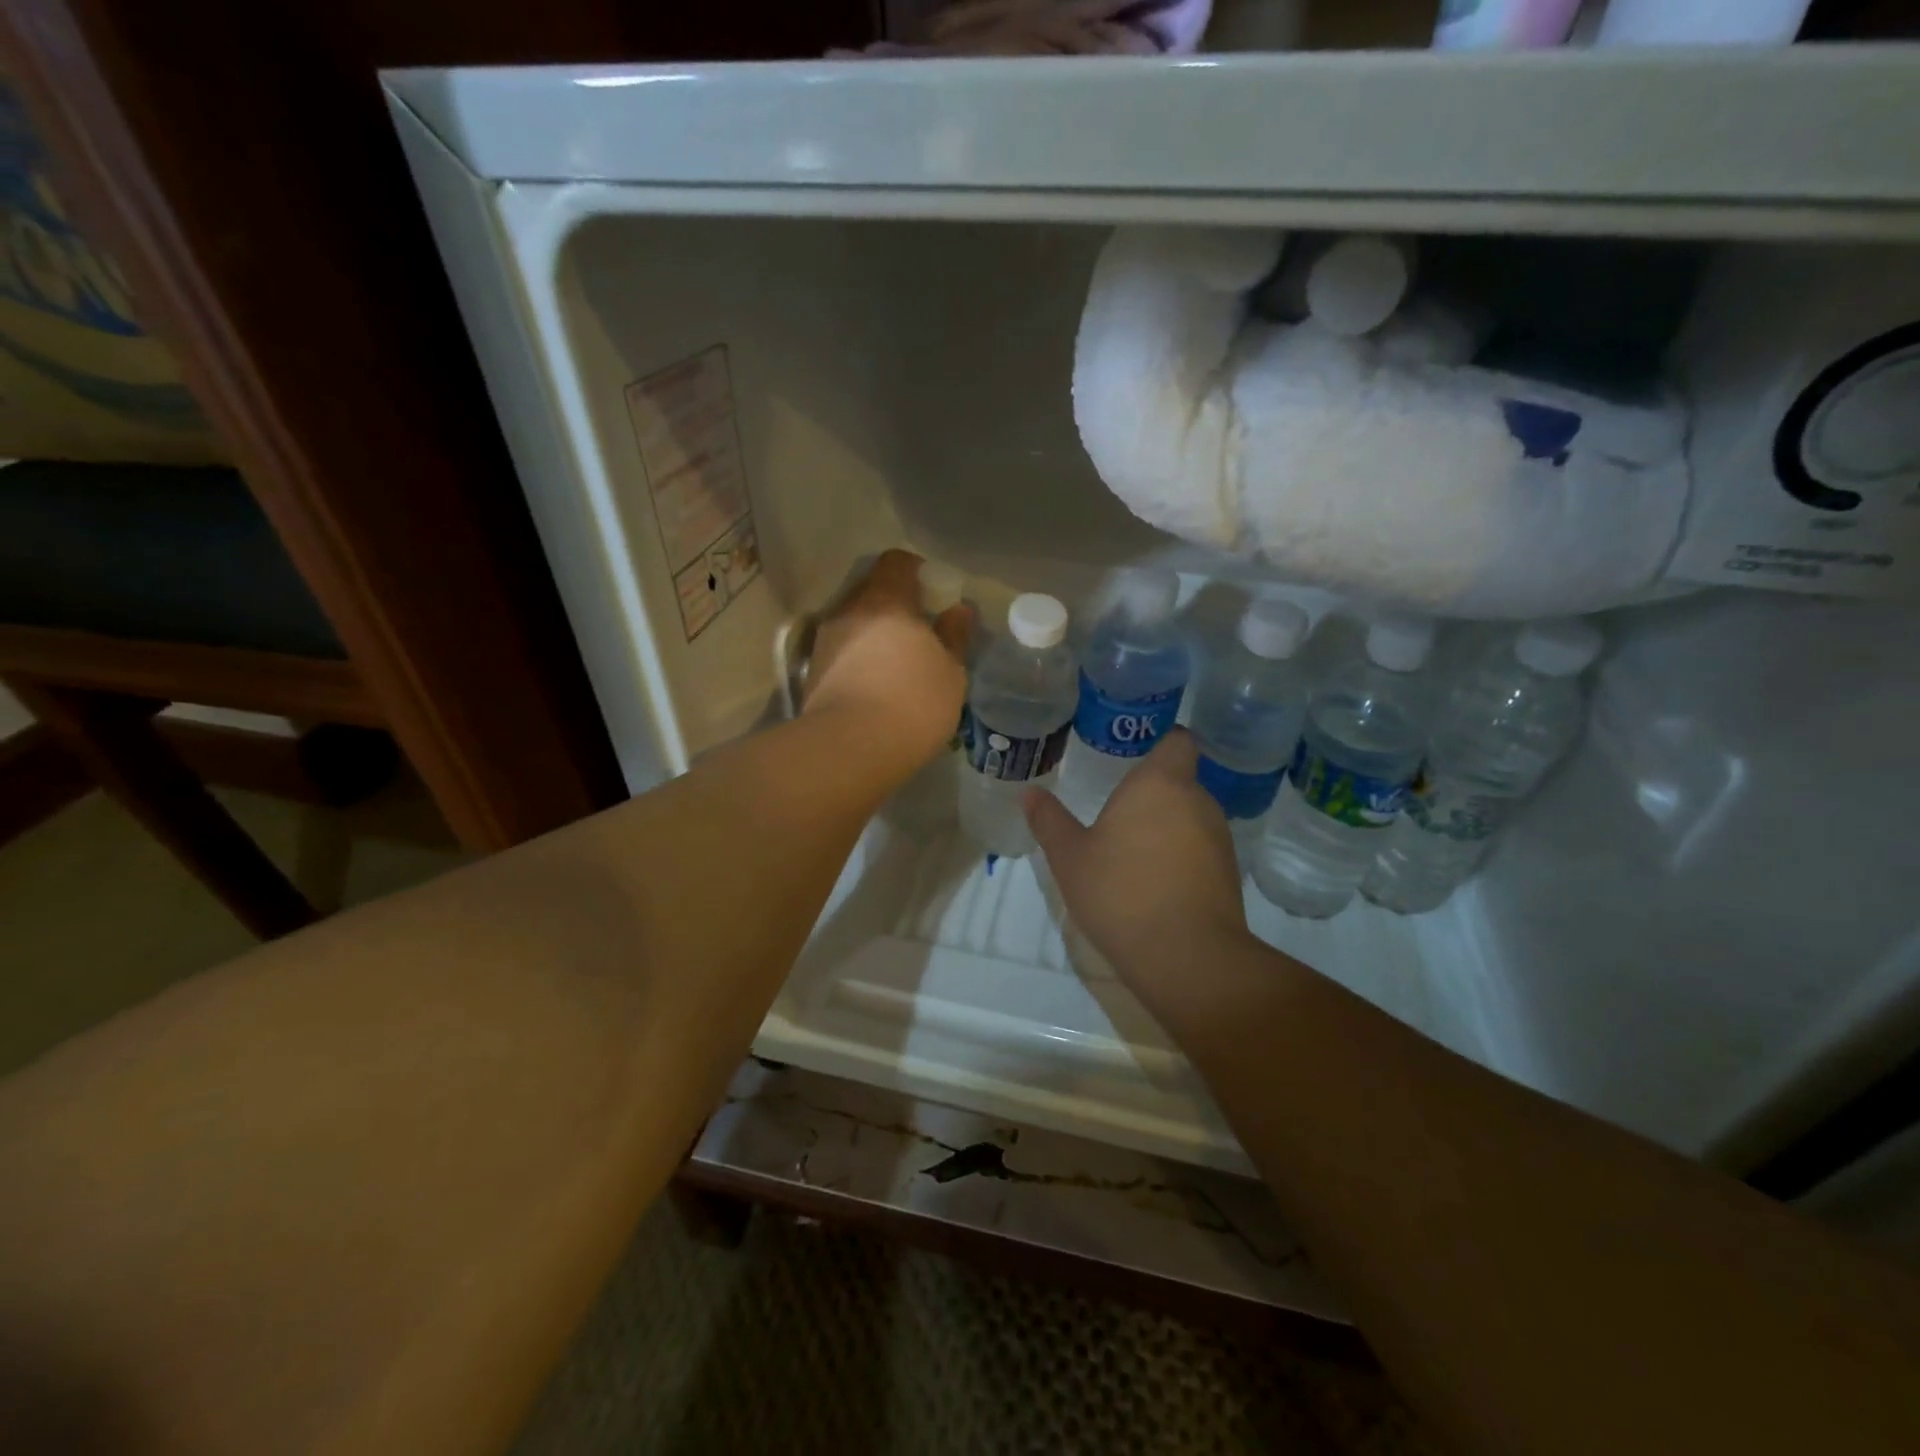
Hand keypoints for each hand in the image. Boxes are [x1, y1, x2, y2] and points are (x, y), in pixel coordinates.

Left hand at [804, 549, 970, 771]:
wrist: (850, 748)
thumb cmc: (914, 701)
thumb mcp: (951, 671)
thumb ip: (954, 635)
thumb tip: (959, 610)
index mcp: (886, 599)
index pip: (897, 562)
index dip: (917, 572)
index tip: (934, 596)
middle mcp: (849, 610)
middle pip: (872, 591)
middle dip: (895, 606)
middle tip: (919, 633)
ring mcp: (825, 640)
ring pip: (854, 623)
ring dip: (874, 635)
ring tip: (896, 665)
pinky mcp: (812, 672)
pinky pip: (841, 652)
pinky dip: (858, 660)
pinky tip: (874, 686)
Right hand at [1024, 729, 1252, 1010]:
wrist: (1187, 957)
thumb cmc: (1121, 892)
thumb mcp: (1070, 857)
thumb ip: (1049, 821)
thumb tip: (1029, 793)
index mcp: (1160, 782)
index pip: (1176, 739)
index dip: (1160, 740)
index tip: (1133, 753)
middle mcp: (1197, 800)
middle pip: (1178, 781)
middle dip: (1151, 793)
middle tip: (1115, 812)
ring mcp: (1220, 837)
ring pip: (1189, 817)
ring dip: (1165, 827)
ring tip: (1131, 853)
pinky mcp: (1228, 873)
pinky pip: (1200, 849)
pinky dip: (1180, 857)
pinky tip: (1154, 884)